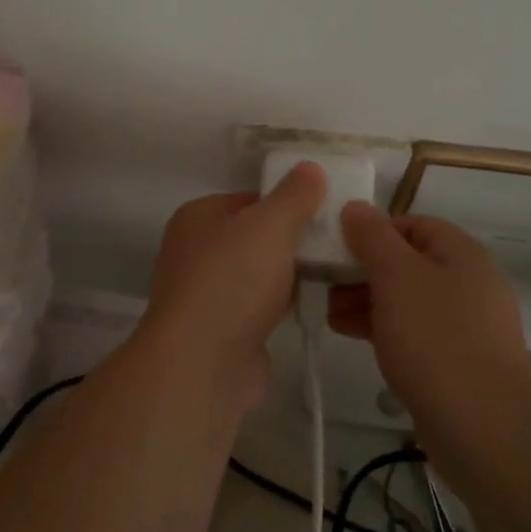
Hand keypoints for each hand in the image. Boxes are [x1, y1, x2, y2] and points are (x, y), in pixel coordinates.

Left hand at [142, 162, 326, 401]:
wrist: (202, 364)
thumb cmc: (232, 280)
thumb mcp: (270, 225)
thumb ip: (294, 196)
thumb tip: (310, 168)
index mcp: (198, 217)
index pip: (250, 199)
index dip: (287, 203)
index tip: (325, 211)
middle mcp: (195, 251)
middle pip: (255, 236)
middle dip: (292, 241)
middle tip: (335, 243)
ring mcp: (206, 294)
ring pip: (258, 273)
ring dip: (289, 275)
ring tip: (332, 273)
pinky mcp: (221, 332)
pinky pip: (259, 307)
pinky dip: (281, 305)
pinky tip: (312, 306)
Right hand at [328, 203, 530, 439]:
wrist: (486, 428)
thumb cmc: (436, 338)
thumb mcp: (395, 275)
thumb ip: (372, 237)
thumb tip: (356, 207)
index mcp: (460, 252)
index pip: (410, 224)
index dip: (371, 232)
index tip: (336, 251)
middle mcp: (469, 282)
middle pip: (407, 262)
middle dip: (363, 271)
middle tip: (326, 287)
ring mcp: (466, 325)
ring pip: (407, 300)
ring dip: (367, 302)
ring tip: (332, 317)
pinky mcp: (459, 362)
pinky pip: (415, 333)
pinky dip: (385, 330)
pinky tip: (356, 340)